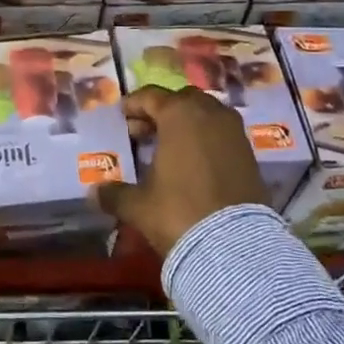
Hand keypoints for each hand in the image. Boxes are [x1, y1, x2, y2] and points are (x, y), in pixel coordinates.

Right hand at [94, 85, 267, 255]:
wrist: (235, 247)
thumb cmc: (179, 212)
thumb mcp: (139, 205)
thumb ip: (115, 194)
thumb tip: (93, 193)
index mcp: (179, 115)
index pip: (151, 97)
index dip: (134, 105)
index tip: (122, 115)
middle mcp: (209, 113)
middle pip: (182, 100)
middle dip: (162, 111)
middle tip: (144, 132)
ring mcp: (234, 132)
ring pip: (206, 114)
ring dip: (187, 123)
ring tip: (170, 146)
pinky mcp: (250, 153)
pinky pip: (222, 133)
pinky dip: (206, 138)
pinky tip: (193, 161)